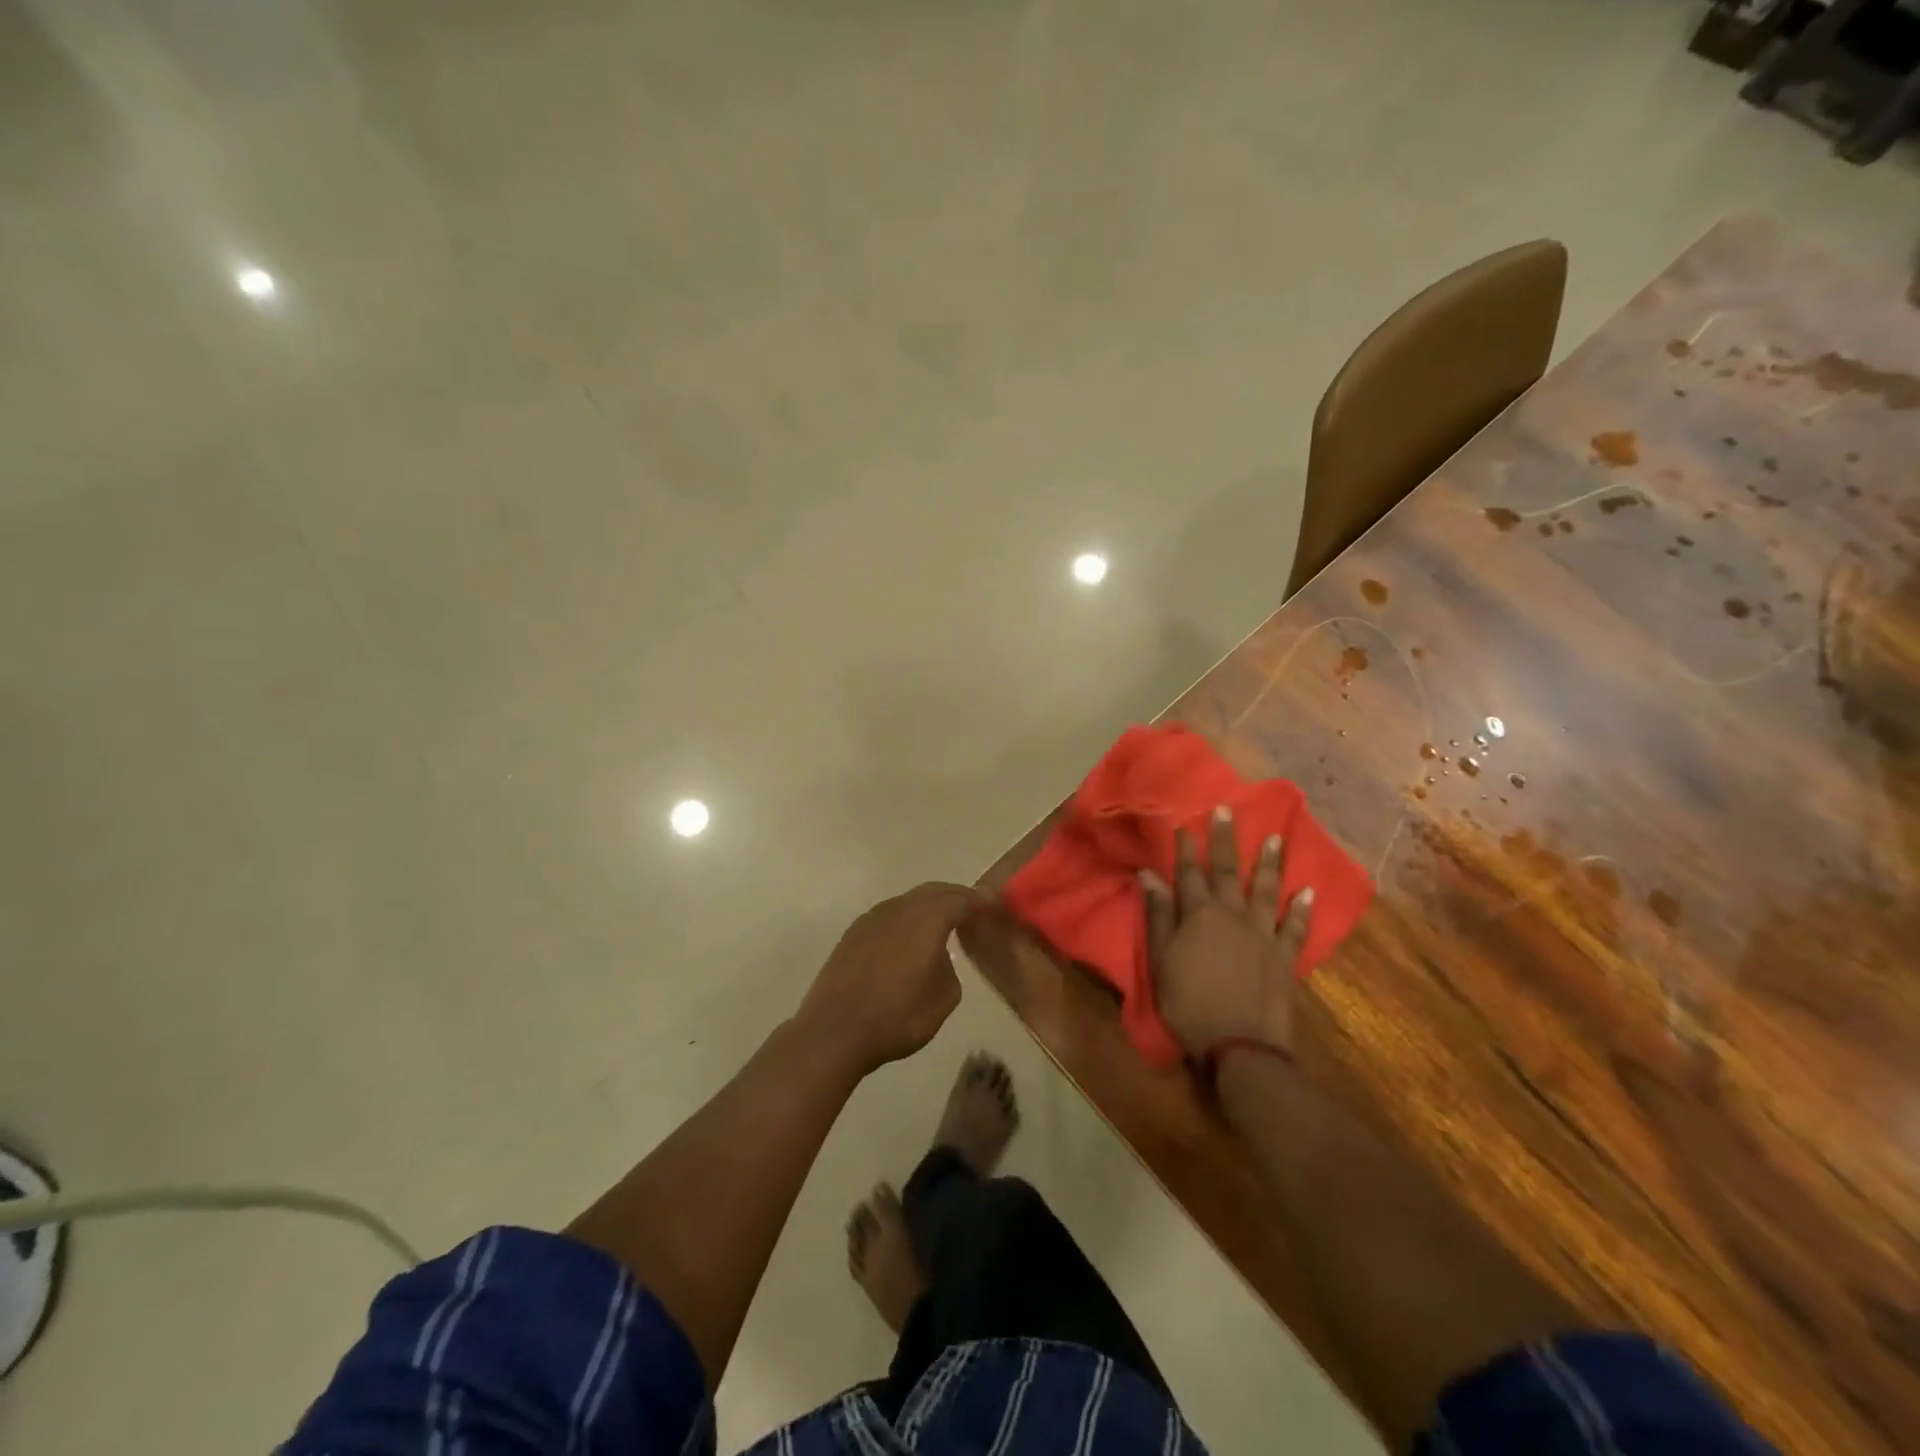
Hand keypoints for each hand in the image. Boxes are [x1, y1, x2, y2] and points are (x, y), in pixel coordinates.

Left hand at [797, 882, 984, 1074]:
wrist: (835, 1030)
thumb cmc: (897, 1016)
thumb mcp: (944, 997)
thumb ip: (949, 966)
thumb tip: (938, 954)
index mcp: (928, 918)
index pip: (961, 899)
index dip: (981, 901)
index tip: (995, 904)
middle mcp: (900, 907)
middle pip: (934, 891)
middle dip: (956, 896)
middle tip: (973, 908)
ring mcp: (873, 917)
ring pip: (909, 900)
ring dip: (929, 906)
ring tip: (944, 921)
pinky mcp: (854, 932)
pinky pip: (890, 915)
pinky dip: (907, 918)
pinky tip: (909, 938)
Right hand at [1142, 807, 1312, 1056]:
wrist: (1240, 1043)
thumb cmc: (1189, 1003)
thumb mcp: (1161, 960)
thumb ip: (1158, 915)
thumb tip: (1149, 876)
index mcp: (1199, 915)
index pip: (1190, 873)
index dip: (1186, 847)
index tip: (1185, 822)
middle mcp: (1233, 915)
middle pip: (1227, 872)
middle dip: (1225, 840)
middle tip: (1227, 810)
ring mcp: (1263, 934)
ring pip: (1266, 890)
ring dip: (1270, 863)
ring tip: (1276, 837)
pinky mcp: (1285, 956)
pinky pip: (1297, 927)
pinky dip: (1304, 909)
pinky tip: (1309, 891)